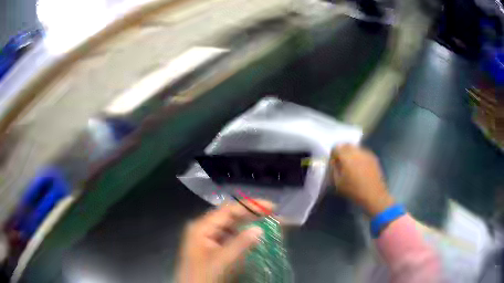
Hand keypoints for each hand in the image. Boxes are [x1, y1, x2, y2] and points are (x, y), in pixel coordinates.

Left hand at [176, 200, 273, 282]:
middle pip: (232, 217)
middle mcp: (205, 228)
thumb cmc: (202, 275)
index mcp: (202, 227)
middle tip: (275, 217)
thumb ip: (240, 244)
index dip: (250, 206)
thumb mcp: (221, 261)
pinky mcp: (214, 248)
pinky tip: (257, 239)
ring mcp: (209, 238)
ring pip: (233, 227)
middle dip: (253, 216)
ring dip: (251, 226)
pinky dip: (245, 237)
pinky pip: (231, 238)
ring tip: (270, 226)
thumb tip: (259, 229)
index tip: (272, 207)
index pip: (229, 210)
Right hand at [331, 144, 393, 216]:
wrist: (374, 196)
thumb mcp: (338, 183)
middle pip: (346, 144)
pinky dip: (359, 156)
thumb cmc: (354, 191)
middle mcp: (357, 151)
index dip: (333, 155)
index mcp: (347, 157)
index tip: (334, 163)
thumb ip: (334, 169)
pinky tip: (360, 167)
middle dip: (342, 151)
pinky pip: (363, 152)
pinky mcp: (373, 157)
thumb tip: (334, 162)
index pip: (336, 147)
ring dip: (351, 153)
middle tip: (341, 163)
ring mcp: (367, 153)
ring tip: (351, 165)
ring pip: (355, 148)